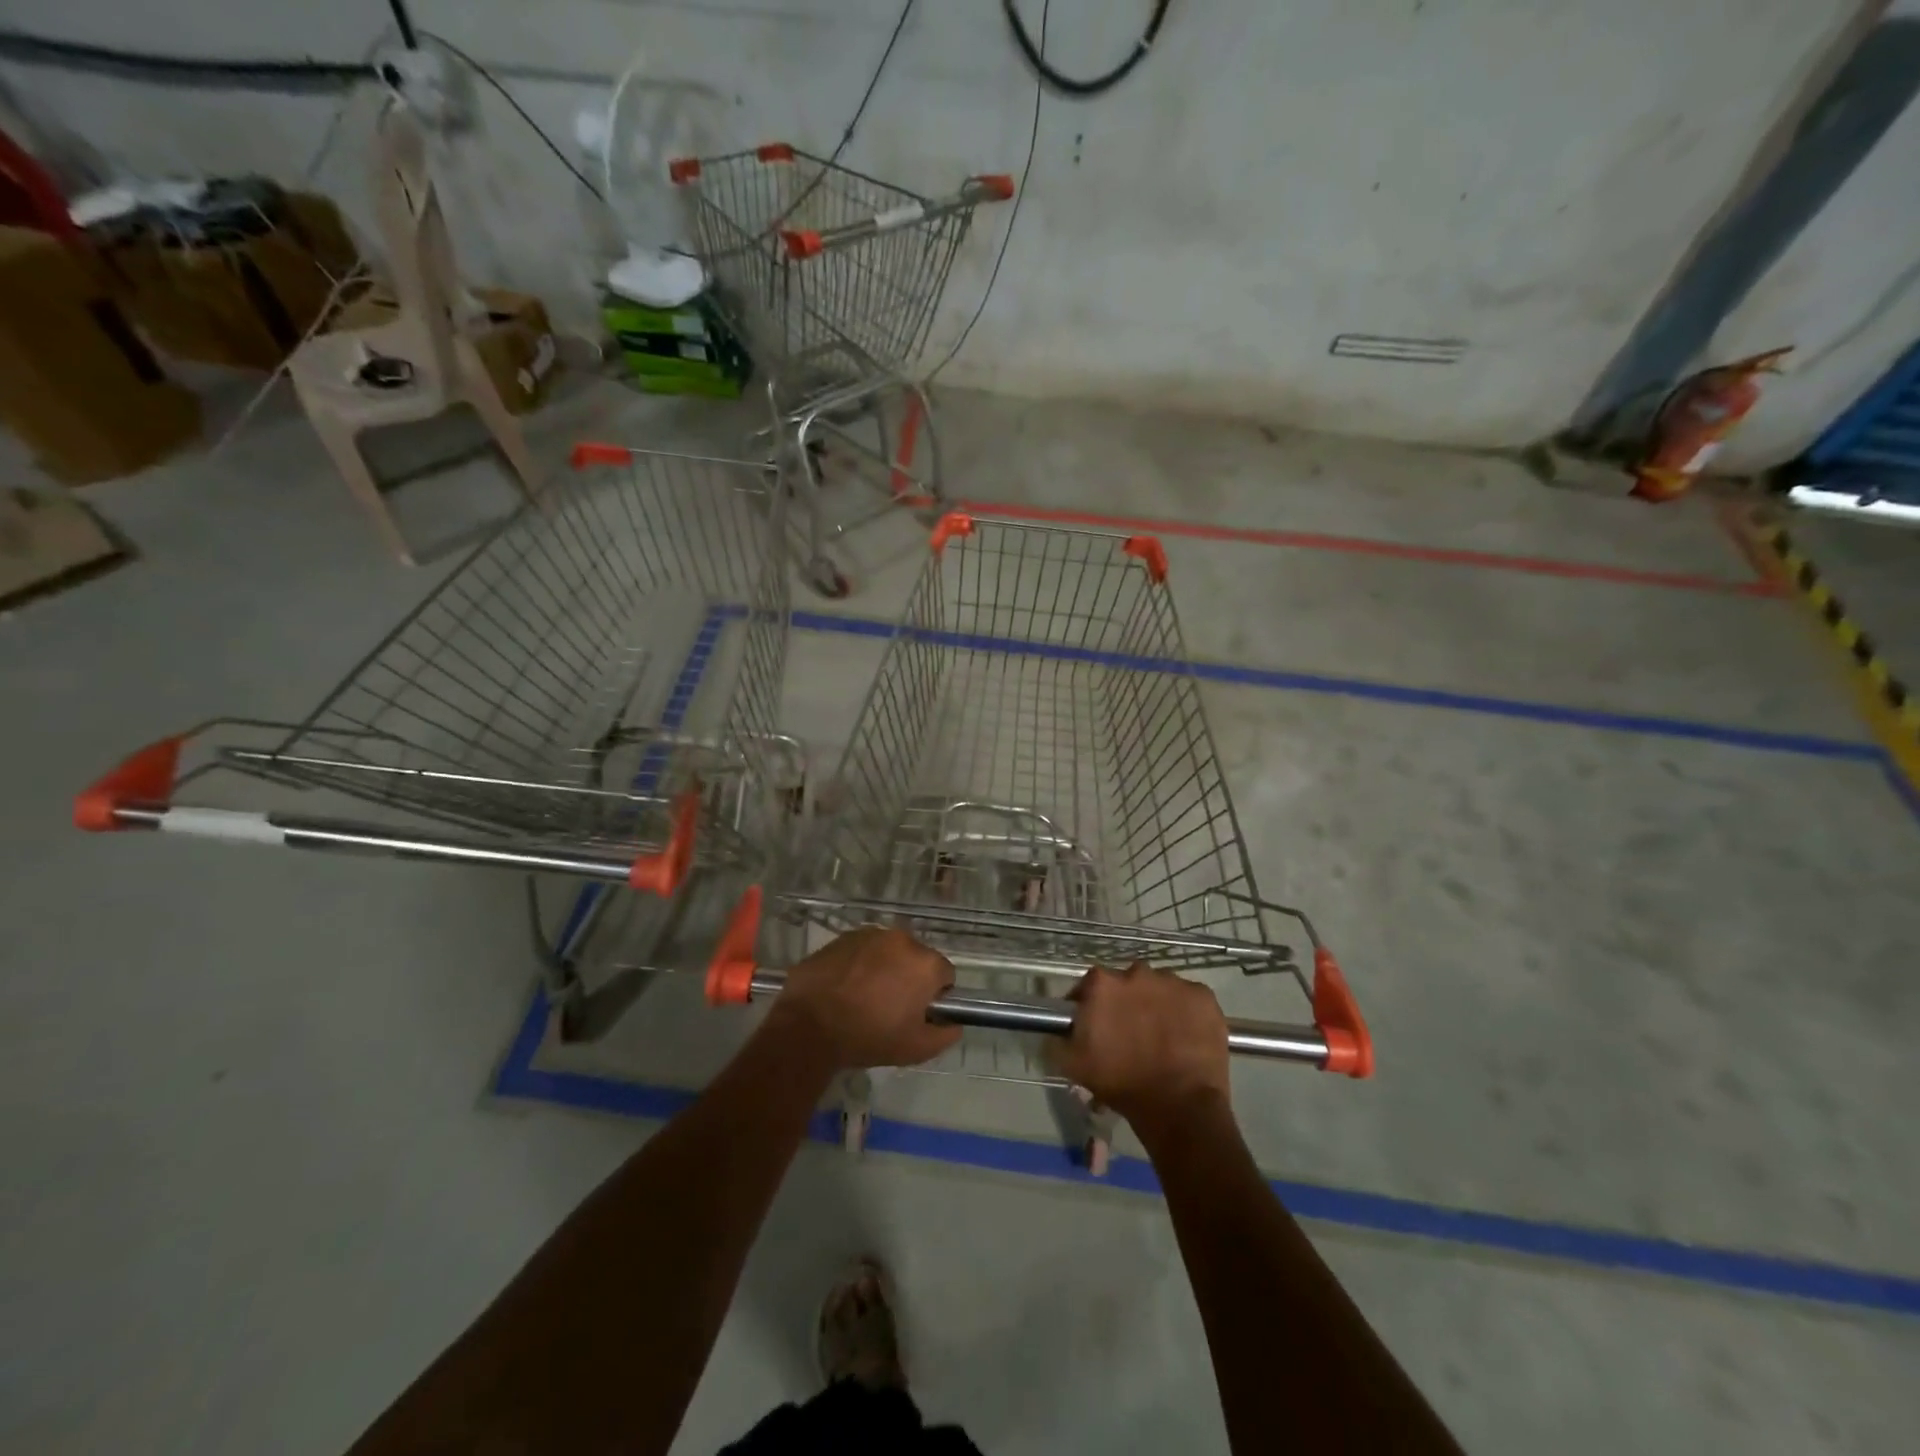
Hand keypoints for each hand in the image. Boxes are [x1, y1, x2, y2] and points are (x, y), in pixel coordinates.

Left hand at [768, 927, 961, 1069]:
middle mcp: (901, 940)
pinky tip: (844, 988)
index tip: (918, 1013)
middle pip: (916, 959)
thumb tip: (954, 1024)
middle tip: (891, 1008)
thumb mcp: (917, 1049)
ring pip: (887, 952)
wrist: (809, 1026)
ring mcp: (869, 935)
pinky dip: (859, 965)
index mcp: (924, 963)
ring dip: (884, 969)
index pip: (944, 974)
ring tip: (864, 998)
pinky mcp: (841, 938)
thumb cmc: (869, 1037)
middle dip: (909, 978)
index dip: (935, 996)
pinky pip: (861, 950)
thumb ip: (946, 1035)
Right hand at [1052, 963, 1231, 1132]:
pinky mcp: (1204, 996)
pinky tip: (1185, 1037)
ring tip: (1162, 1037)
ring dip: (1157, 1005)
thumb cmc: (1121, 1083)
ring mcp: (1174, 982)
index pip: (1090, 985)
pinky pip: (1189, 999)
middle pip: (1127, 983)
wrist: (1179, 1107)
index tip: (1096, 1026)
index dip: (1091, 1005)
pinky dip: (1186, 1013)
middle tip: (1131, 1034)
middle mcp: (1137, 972)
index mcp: (1103, 984)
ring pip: (1160, 988)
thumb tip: (1055, 1030)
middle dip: (1127, 1003)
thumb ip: (1056, 1040)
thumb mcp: (1073, 1065)